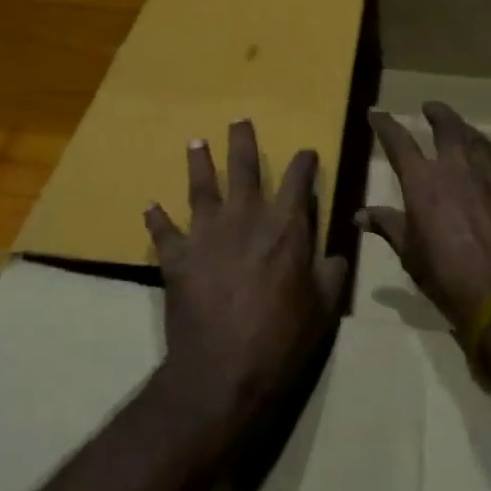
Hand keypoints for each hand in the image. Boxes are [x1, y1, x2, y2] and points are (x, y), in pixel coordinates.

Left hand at [144, 120, 347, 437]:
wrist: (223, 371)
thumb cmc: (281, 339)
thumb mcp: (323, 309)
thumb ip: (332, 274)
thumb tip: (340, 252)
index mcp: (285, 226)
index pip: (298, 179)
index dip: (304, 162)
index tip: (306, 153)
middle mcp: (245, 217)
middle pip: (243, 167)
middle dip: (243, 141)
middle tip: (239, 120)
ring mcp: (207, 233)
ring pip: (201, 187)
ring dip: (198, 163)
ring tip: (196, 143)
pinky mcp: (177, 256)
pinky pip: (164, 232)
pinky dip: (157, 219)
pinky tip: (150, 207)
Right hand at [362, 101, 490, 334]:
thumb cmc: (447, 278)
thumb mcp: (410, 254)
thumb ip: (388, 226)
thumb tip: (360, 215)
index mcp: (423, 182)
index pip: (398, 142)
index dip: (384, 125)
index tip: (376, 113)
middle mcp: (457, 167)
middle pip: (447, 126)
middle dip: (437, 113)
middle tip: (431, 108)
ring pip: (479, 141)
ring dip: (468, 134)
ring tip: (464, 135)